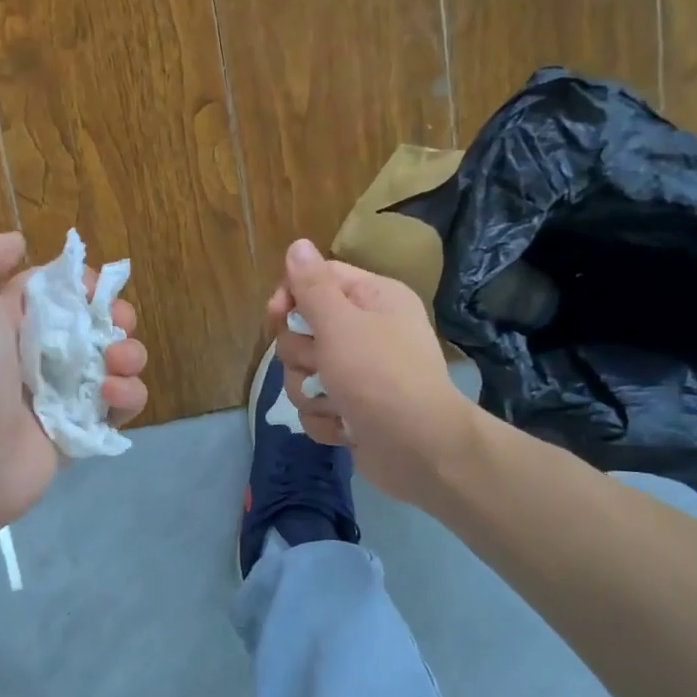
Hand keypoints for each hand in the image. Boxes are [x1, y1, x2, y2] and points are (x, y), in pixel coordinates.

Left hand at [0, 232, 147, 534]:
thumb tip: (19, 245)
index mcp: (11, 318)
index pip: (62, 288)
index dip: (84, 283)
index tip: (92, 290)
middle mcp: (39, 353)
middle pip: (97, 323)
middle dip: (117, 317)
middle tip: (116, 326)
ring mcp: (64, 394)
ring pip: (117, 362)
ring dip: (129, 354)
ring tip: (114, 364)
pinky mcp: (83, 429)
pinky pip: (121, 406)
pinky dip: (127, 396)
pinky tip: (109, 397)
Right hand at [270, 239, 474, 505]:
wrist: (420, 451)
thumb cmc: (380, 377)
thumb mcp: (340, 324)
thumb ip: (313, 286)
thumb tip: (298, 245)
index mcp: (373, 299)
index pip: (318, 279)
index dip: (291, 295)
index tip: (276, 315)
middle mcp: (367, 331)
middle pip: (304, 330)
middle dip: (302, 354)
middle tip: (322, 366)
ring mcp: (359, 374)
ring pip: (304, 373)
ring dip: (311, 392)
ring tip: (336, 403)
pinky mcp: (352, 410)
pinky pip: (316, 407)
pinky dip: (326, 419)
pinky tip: (346, 427)